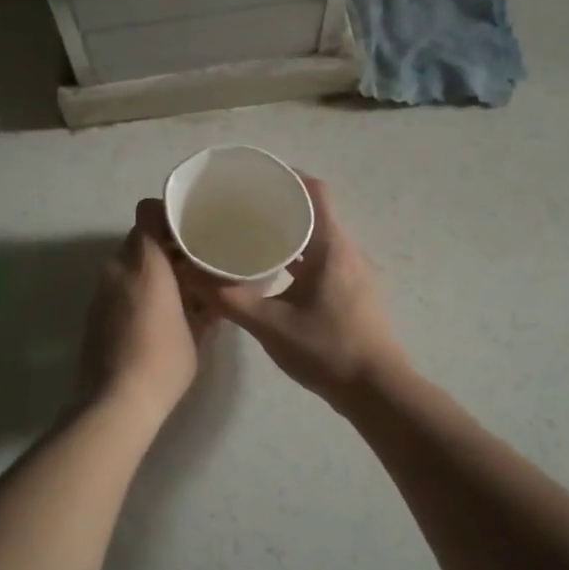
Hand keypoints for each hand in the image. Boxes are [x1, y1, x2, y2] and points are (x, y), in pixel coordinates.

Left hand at [79, 199, 215, 412]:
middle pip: (139, 238)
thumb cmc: (163, 362)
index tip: (189, 225)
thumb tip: (216, 294)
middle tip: (192, 260)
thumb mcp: (197, 334)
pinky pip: (118, 284)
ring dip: (149, 268)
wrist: (114, 401)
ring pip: (128, 262)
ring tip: (177, 287)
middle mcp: (118, 267)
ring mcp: (101, 289)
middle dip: (163, 245)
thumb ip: (206, 305)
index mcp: (146, 264)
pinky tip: (155, 310)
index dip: (167, 213)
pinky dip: (135, 287)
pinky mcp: (93, 310)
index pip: (148, 214)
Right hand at [201, 174, 406, 409]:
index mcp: (331, 247)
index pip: (315, 191)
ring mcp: (354, 272)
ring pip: (319, 237)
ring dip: (290, 231)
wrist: (378, 392)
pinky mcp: (354, 291)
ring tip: (252, 234)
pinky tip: (275, 271)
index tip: (255, 178)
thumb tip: (190, 274)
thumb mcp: (269, 324)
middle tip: (242, 207)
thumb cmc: (327, 350)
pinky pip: (323, 258)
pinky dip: (299, 254)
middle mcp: (347, 251)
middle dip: (280, 204)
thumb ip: (229, 298)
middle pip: (315, 211)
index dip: (287, 177)